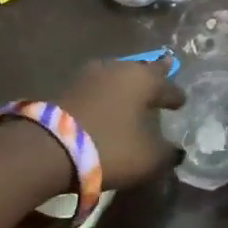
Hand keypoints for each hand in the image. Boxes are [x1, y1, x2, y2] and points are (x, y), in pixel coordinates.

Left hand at [58, 58, 186, 188]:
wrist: (46, 148)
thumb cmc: (108, 147)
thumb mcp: (148, 159)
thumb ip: (167, 153)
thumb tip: (176, 151)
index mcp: (145, 80)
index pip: (169, 87)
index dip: (177, 97)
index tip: (181, 103)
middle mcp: (120, 69)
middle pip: (144, 71)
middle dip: (155, 75)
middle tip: (166, 72)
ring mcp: (90, 75)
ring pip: (118, 75)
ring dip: (128, 83)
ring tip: (134, 91)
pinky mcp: (67, 87)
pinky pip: (98, 87)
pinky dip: (106, 93)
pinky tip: (107, 102)